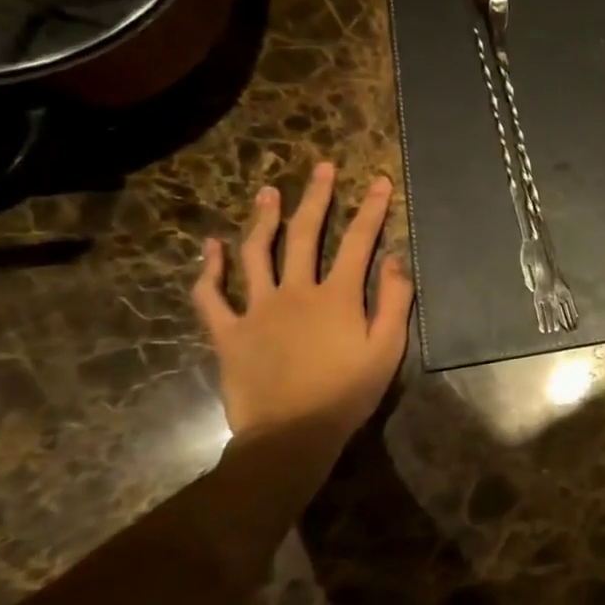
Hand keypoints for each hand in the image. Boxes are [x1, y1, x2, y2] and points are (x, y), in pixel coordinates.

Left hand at [192, 162, 412, 439]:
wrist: (291, 437)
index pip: (358, 241)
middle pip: (304, 234)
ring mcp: (257, 309)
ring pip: (256, 254)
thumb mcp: (387, 349)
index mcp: (337, 296)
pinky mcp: (228, 333)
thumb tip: (396, 258)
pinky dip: (209, 270)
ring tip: (268, 191)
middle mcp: (296, 291)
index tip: (378, 181)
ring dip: (263, 219)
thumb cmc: (347, 394)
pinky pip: (212, 297)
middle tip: (321, 168)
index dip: (371, 209)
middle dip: (316, 197)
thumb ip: (395, 301)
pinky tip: (210, 246)